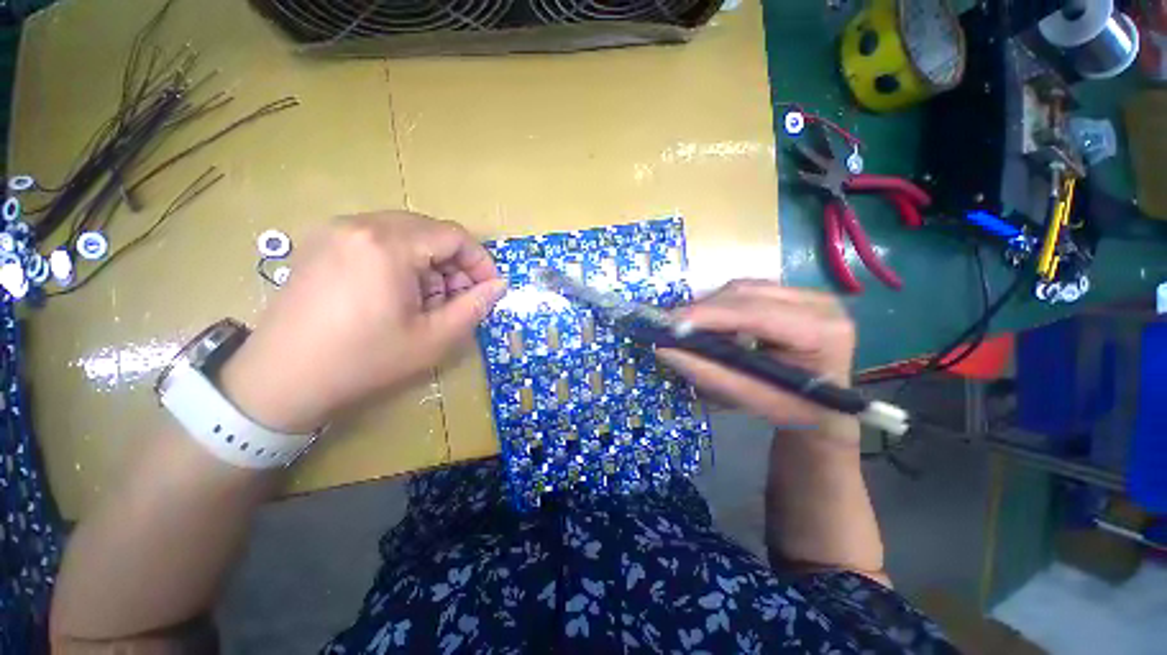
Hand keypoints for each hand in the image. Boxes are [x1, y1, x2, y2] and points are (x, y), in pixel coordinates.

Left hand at [221, 212, 505, 432]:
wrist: (281, 380)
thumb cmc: (364, 360)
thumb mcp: (434, 338)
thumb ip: (474, 306)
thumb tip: (499, 286)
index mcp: (388, 244)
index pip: (454, 235)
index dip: (480, 261)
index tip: (488, 288)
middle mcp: (360, 224)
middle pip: (430, 230)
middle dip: (454, 263)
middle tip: (459, 298)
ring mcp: (335, 230)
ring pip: (405, 233)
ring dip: (429, 262)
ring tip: (428, 300)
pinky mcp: (320, 242)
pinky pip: (378, 239)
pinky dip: (401, 260)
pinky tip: (397, 292)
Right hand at [656, 280, 858, 444]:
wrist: (824, 409)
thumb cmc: (793, 411)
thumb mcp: (750, 399)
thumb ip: (708, 373)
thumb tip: (664, 350)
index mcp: (822, 332)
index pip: (757, 314)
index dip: (710, 316)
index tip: (672, 323)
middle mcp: (819, 302)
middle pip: (747, 293)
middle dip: (704, 309)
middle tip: (672, 326)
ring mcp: (807, 294)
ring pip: (743, 288)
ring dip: (710, 306)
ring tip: (688, 326)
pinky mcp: (792, 294)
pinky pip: (746, 291)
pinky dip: (721, 305)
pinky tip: (710, 321)